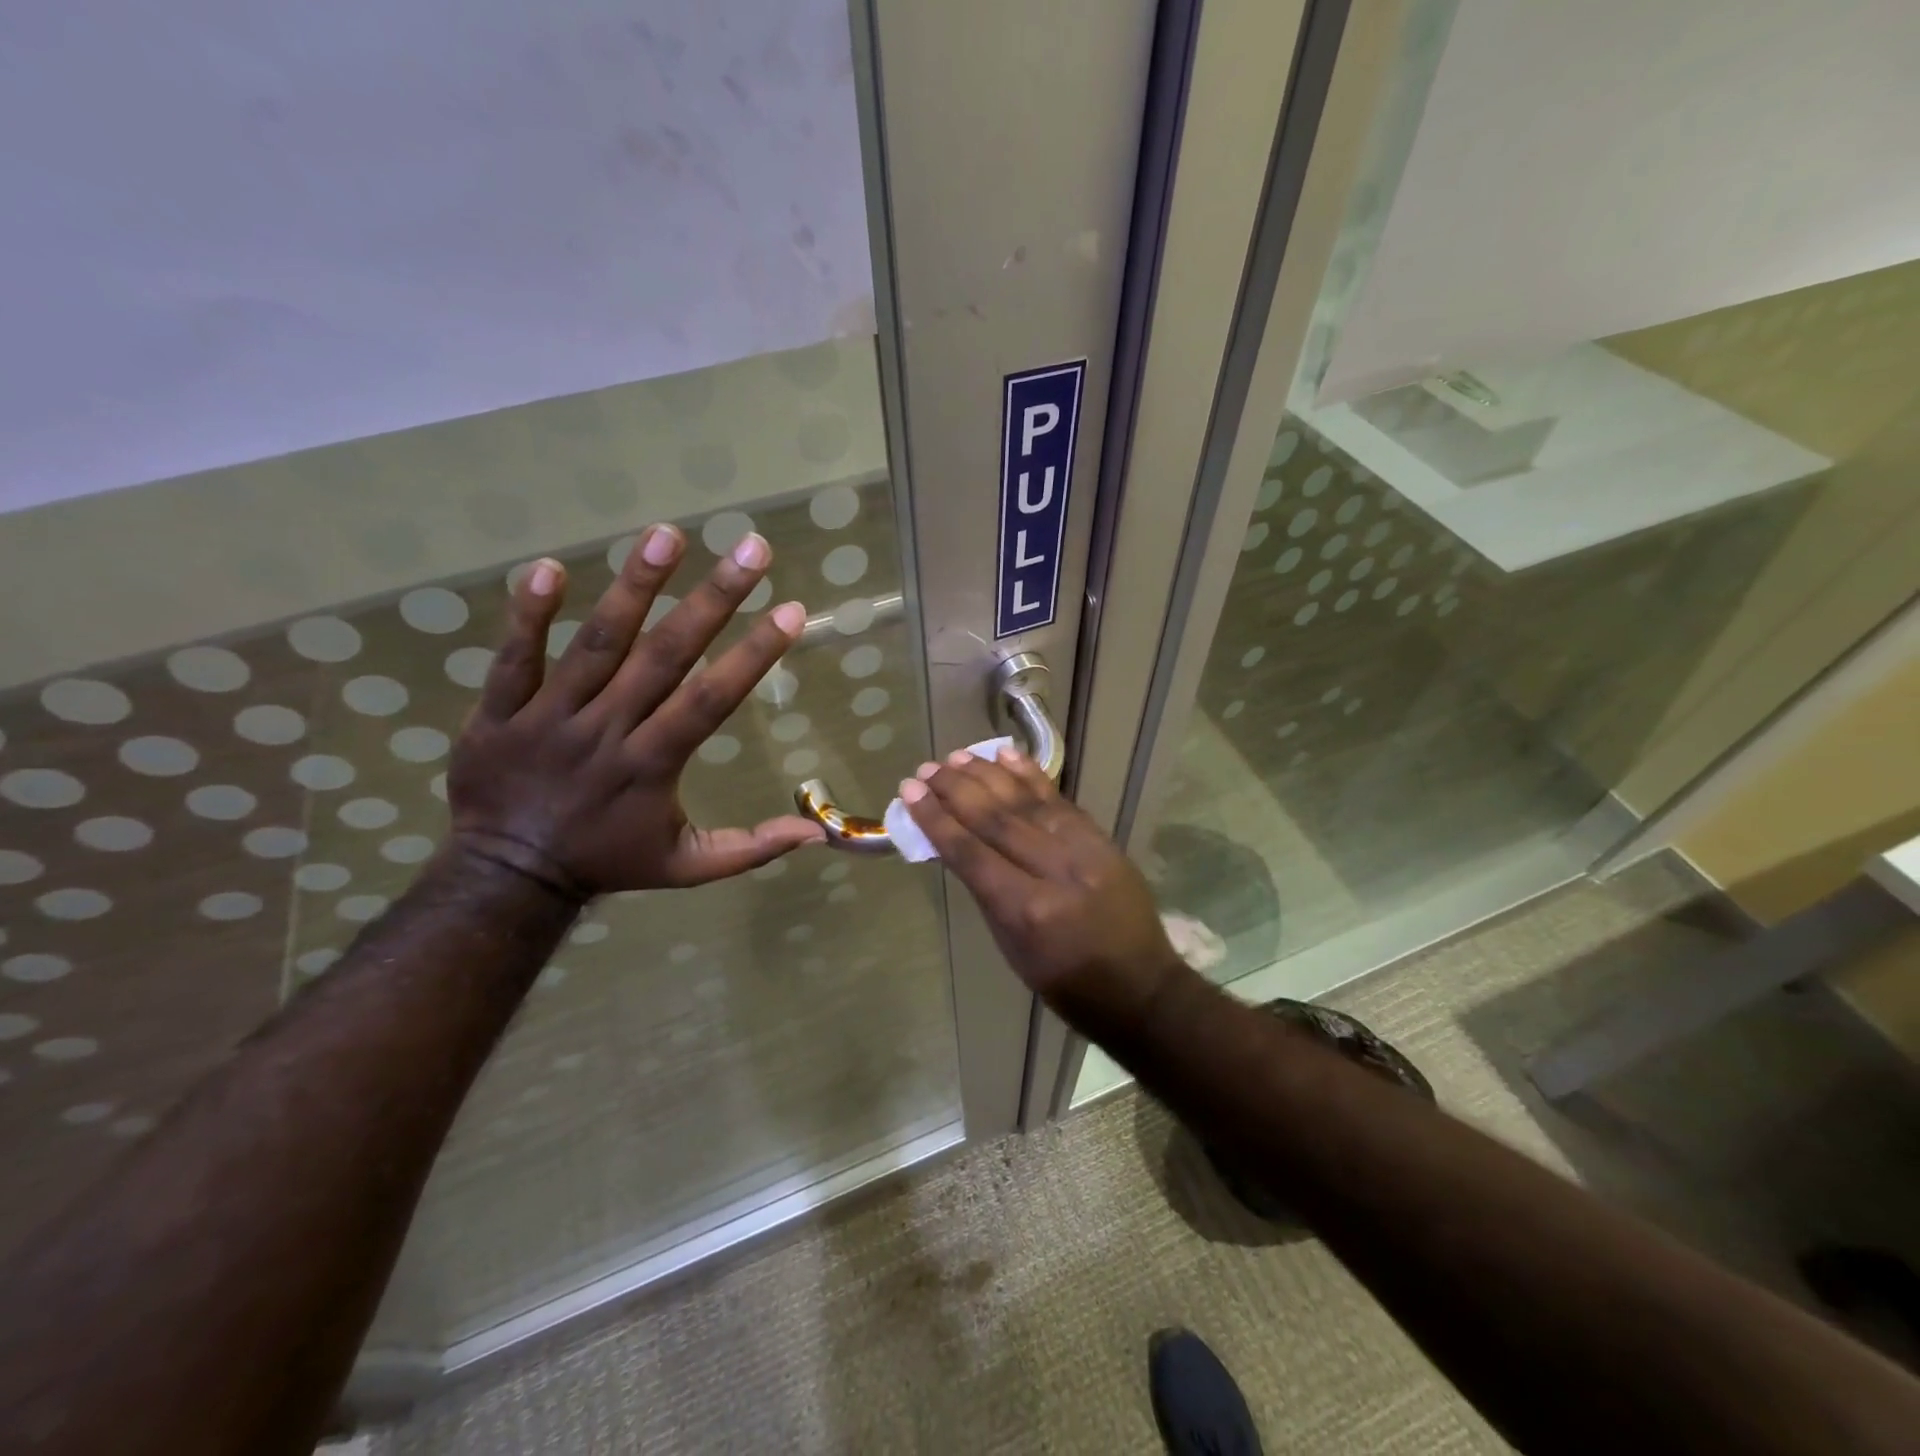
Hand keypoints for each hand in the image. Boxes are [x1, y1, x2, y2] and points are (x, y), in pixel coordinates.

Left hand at [447, 525, 826, 898]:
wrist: (507, 877)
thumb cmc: (609, 861)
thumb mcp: (688, 868)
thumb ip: (751, 848)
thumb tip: (817, 833)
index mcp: (653, 765)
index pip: (711, 699)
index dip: (754, 655)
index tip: (791, 611)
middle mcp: (607, 731)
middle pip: (664, 656)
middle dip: (713, 599)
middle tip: (751, 547)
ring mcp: (549, 717)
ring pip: (596, 645)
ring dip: (634, 587)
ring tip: (668, 534)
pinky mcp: (500, 712)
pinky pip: (514, 659)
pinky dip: (528, 615)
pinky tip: (548, 567)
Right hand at [898, 749, 1186, 1024]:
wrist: (1141, 987)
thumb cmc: (1066, 982)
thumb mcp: (1012, 949)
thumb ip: (986, 893)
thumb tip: (956, 844)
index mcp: (1028, 911)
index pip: (971, 854)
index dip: (937, 820)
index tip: (911, 793)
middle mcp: (1055, 872)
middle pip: (996, 820)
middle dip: (956, 790)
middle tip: (927, 770)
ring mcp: (1084, 850)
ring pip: (1026, 802)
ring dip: (987, 775)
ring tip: (956, 757)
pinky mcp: (1102, 838)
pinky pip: (1059, 800)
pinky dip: (1031, 775)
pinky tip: (1006, 754)